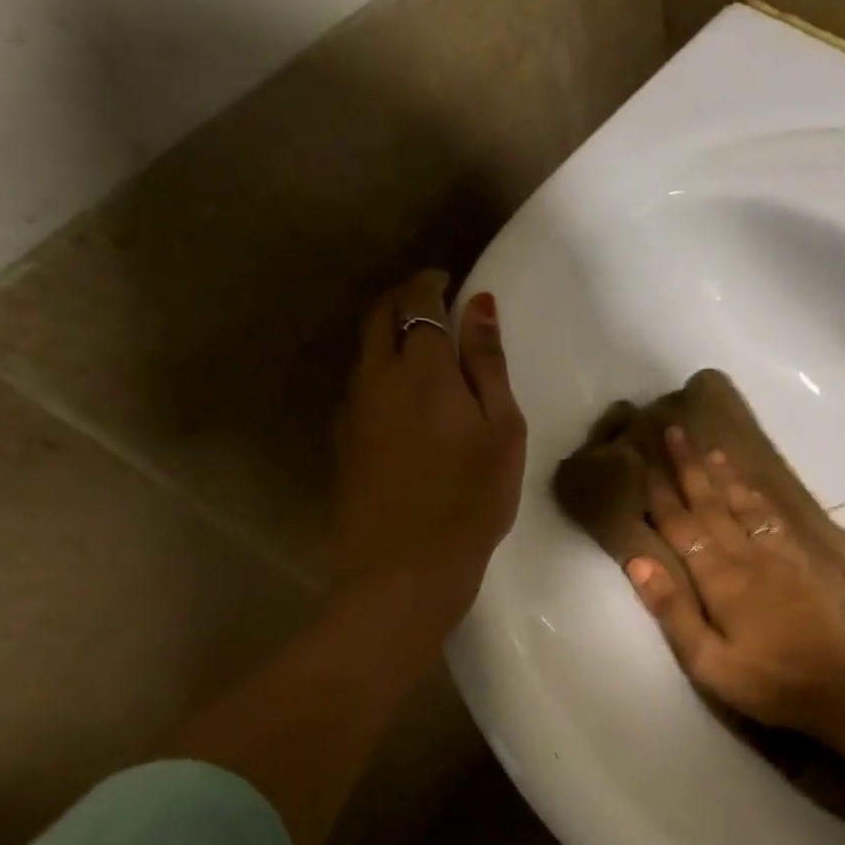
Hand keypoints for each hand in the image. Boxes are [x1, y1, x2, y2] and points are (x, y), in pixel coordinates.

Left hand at [331, 271, 524, 628]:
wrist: (406, 565)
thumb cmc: (472, 497)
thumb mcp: (501, 429)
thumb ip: (488, 364)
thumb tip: (479, 304)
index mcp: (423, 368)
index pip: (418, 301)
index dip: (432, 282)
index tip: (449, 279)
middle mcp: (378, 376)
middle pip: (380, 315)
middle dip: (403, 296)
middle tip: (432, 299)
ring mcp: (353, 408)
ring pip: (364, 348)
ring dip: (388, 330)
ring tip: (420, 342)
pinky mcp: (343, 438)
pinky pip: (359, 382)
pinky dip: (379, 366)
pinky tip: (401, 392)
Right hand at [626, 426, 844, 738]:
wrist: (836, 688)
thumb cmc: (765, 682)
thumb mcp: (707, 662)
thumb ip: (673, 609)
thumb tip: (639, 560)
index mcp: (720, 579)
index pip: (682, 527)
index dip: (661, 494)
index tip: (643, 461)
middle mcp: (747, 556)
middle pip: (712, 503)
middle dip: (691, 467)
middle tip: (675, 430)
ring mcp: (778, 556)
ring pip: (744, 504)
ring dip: (724, 474)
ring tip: (711, 448)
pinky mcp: (800, 564)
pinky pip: (773, 519)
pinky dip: (758, 497)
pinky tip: (752, 488)